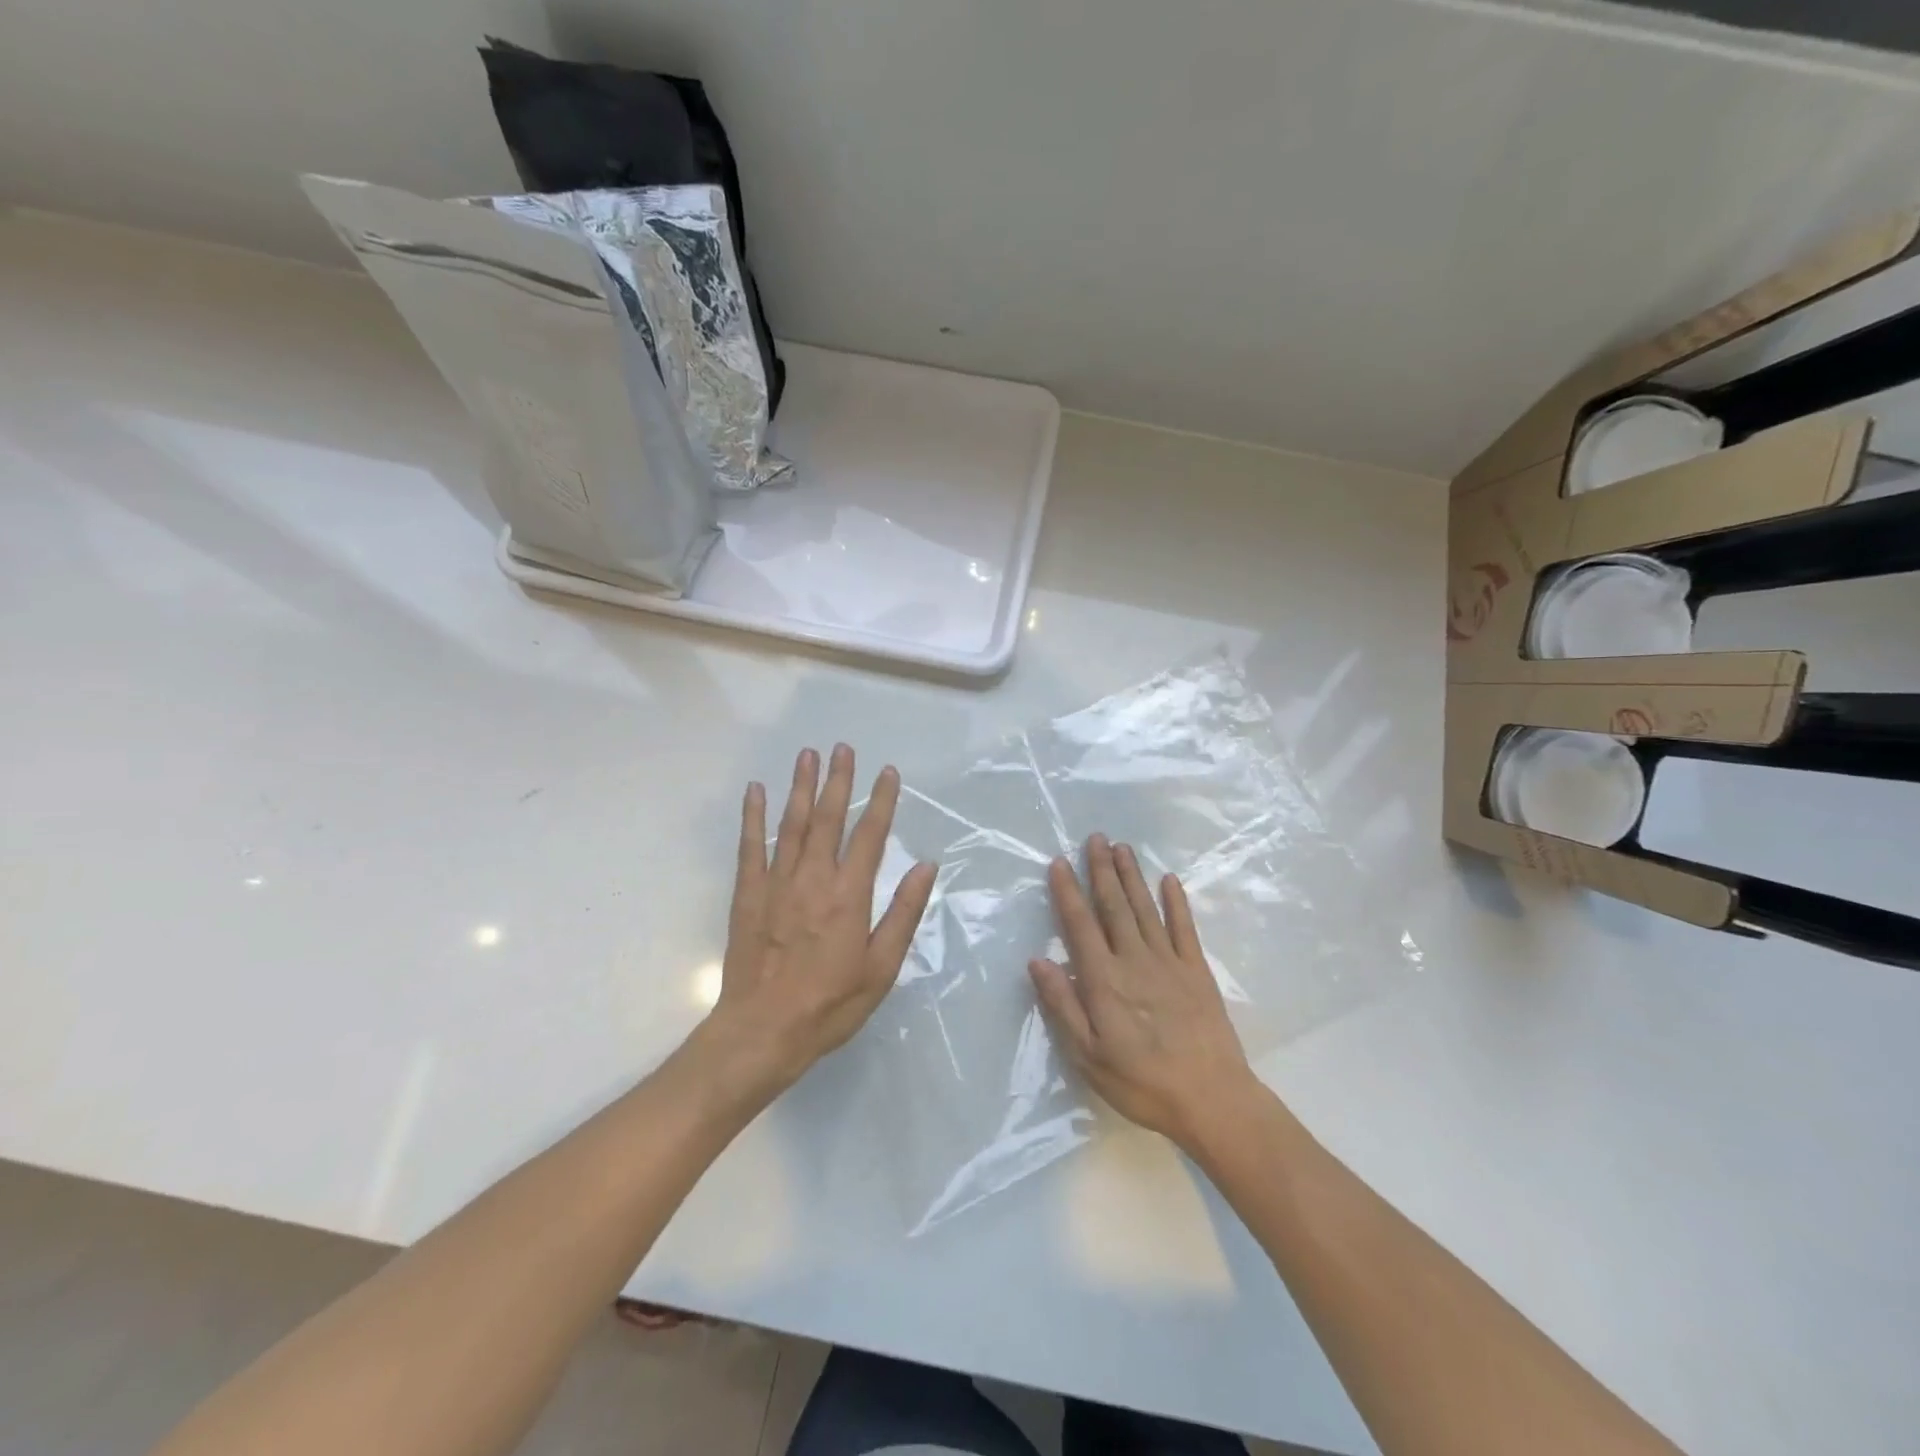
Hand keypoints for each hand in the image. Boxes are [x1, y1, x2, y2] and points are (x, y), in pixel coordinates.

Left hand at [704, 744, 937, 1096]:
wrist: (763, 1031)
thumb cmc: (831, 1004)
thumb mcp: (881, 967)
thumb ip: (903, 912)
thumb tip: (926, 865)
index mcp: (849, 895)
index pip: (871, 836)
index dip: (881, 801)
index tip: (888, 772)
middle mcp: (813, 878)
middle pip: (828, 818)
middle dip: (838, 780)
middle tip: (842, 747)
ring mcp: (776, 883)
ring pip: (791, 824)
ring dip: (800, 786)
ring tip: (807, 755)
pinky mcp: (748, 894)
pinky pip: (750, 846)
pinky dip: (753, 816)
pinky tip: (756, 791)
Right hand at [1030, 834, 1259, 1150]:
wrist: (1211, 1099)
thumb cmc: (1141, 1082)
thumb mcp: (1088, 1055)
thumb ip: (1062, 1005)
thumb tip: (1037, 960)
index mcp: (1104, 980)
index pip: (1080, 925)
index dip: (1068, 892)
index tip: (1059, 862)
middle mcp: (1134, 959)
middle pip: (1114, 906)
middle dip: (1102, 870)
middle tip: (1095, 837)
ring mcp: (1169, 962)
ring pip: (1145, 908)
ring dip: (1132, 876)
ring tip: (1122, 847)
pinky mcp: (1197, 971)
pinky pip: (1185, 928)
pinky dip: (1177, 902)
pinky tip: (1170, 880)